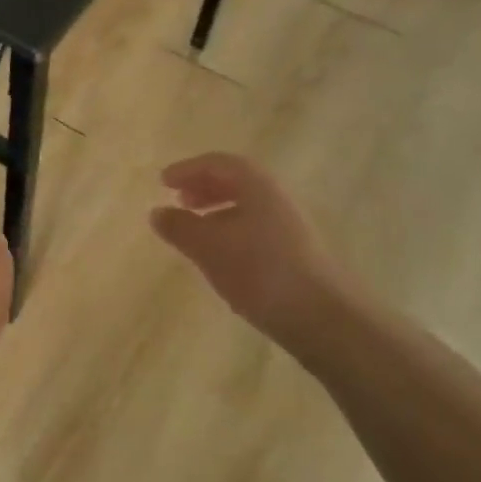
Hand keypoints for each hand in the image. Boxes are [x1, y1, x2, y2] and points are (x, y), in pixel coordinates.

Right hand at [150, 152, 340, 343]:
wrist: (323, 318)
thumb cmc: (261, 271)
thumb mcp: (209, 247)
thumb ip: (180, 227)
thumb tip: (157, 212)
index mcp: (258, 187)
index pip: (220, 163)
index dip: (189, 168)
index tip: (163, 181)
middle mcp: (276, 200)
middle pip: (237, 182)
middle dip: (204, 188)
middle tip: (179, 200)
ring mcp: (290, 228)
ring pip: (247, 207)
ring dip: (217, 211)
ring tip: (195, 230)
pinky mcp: (295, 255)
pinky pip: (255, 229)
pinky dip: (230, 232)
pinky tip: (220, 257)